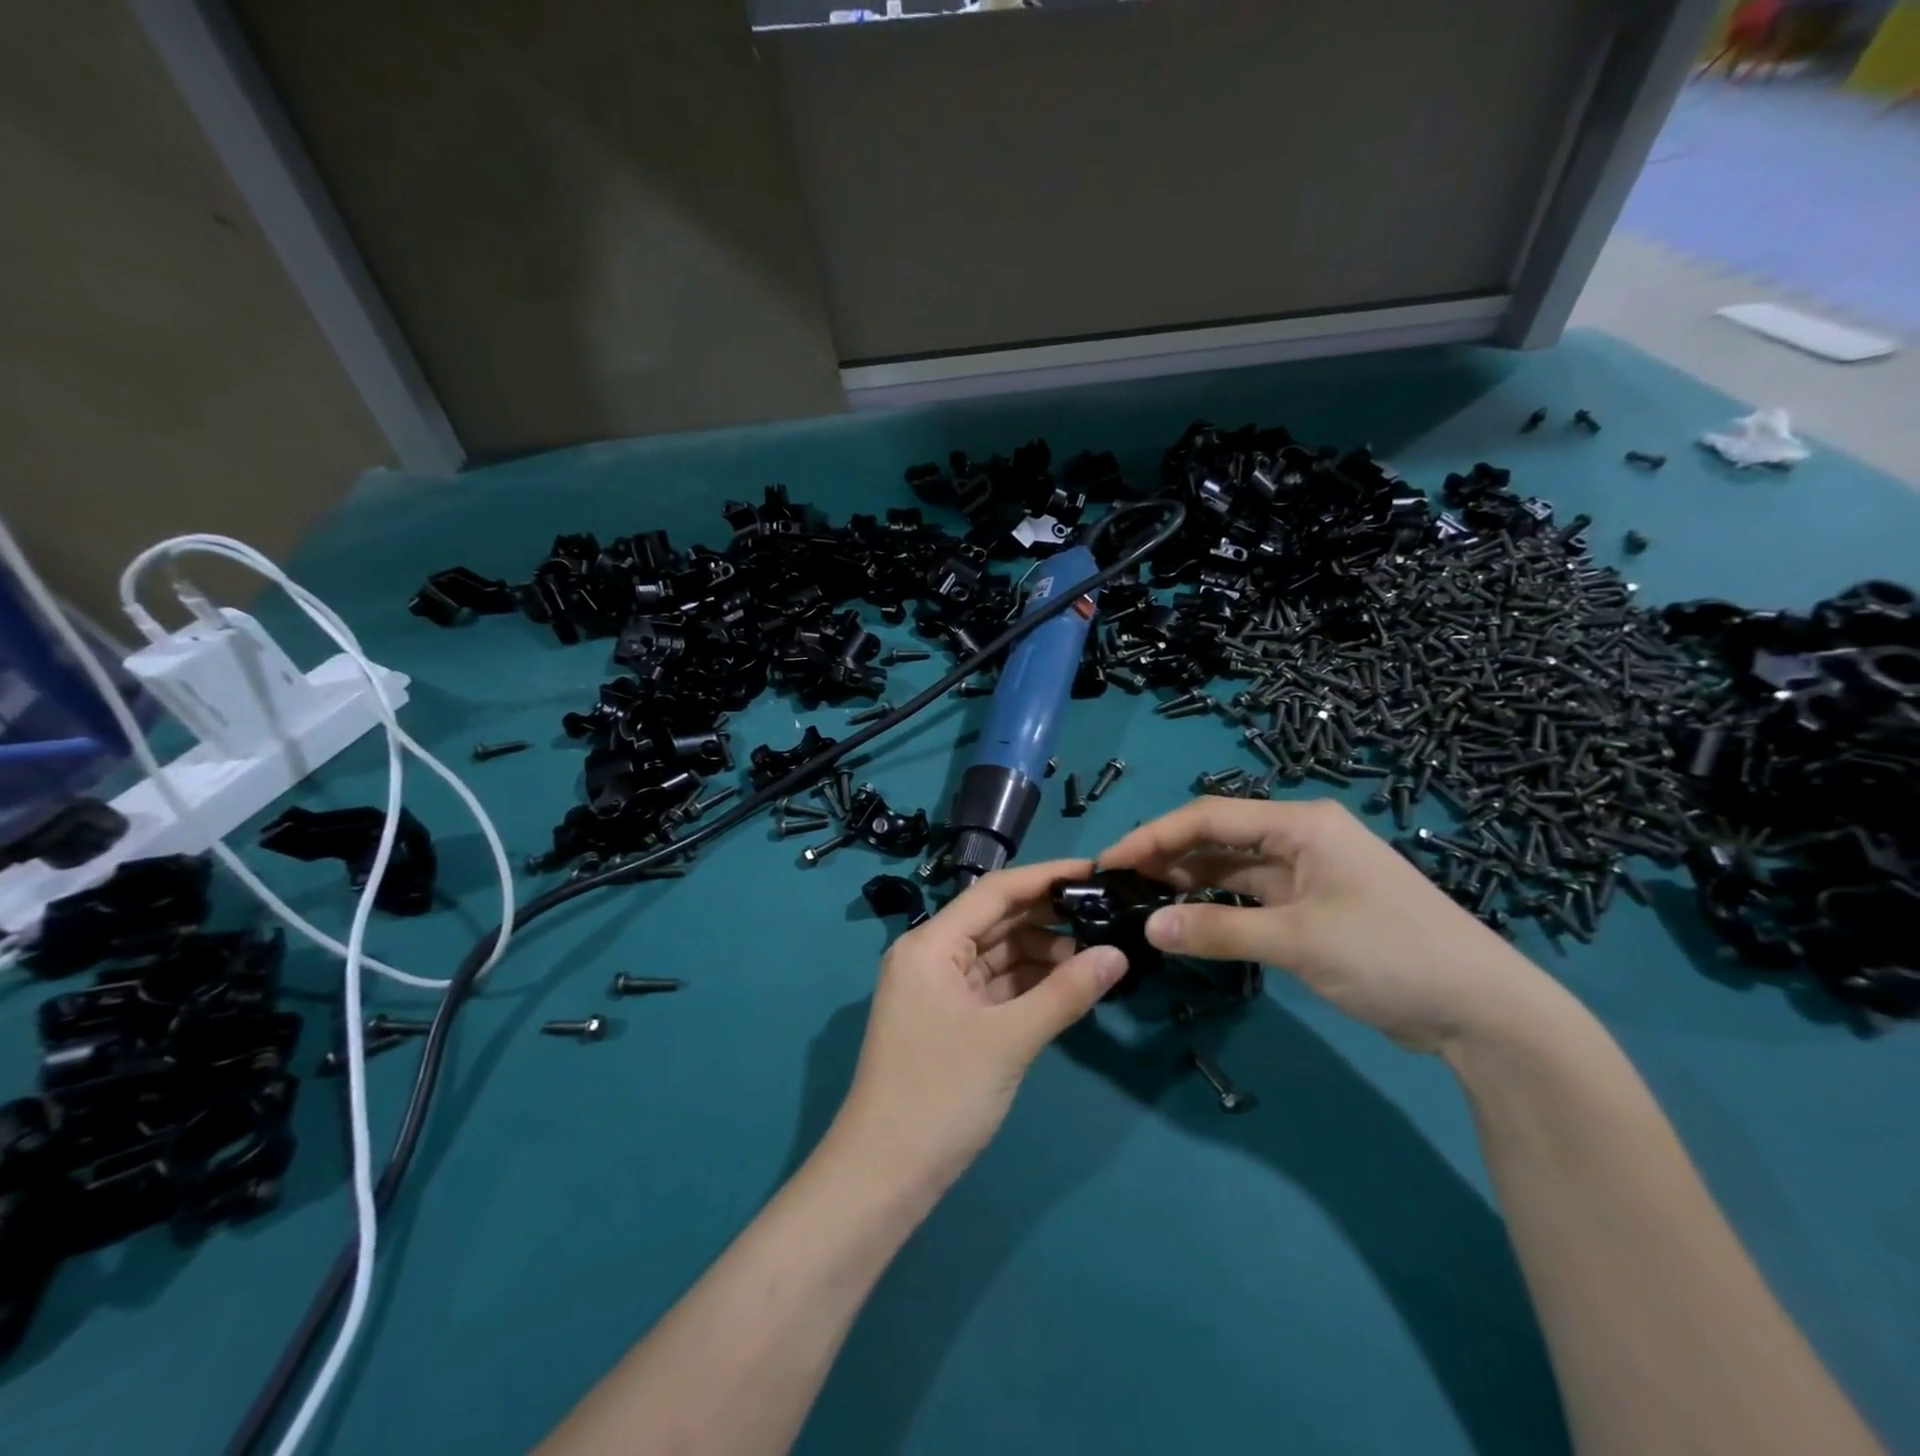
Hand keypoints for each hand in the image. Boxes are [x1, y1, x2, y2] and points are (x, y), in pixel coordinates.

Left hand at [832, 859, 1128, 1193]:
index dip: (1046, 877)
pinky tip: (1069, 984)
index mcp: (931, 944)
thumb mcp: (1009, 1040)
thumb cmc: (940, 1094)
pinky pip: (995, 987)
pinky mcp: (950, 1019)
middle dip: (1049, 917)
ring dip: (1043, 953)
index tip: (1095, 871)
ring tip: (1097, 953)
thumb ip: (1065, 993)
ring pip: (999, 955)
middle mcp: (931, 955)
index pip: (995, 892)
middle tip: (1107, 914)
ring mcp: (939, 989)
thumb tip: (1118, 954)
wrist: (884, 1175)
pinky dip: (1029, 984)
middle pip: (997, 921)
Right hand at [1099, 798, 1552, 1052]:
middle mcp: (1301, 838)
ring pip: (1233, 869)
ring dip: (1190, 882)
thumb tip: (1148, 929)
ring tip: (1141, 900)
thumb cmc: (1390, 955)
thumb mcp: (1298, 941)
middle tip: (1120, 883)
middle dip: (1168, 856)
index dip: (1155, 836)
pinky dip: (1218, 907)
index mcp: (1301, 824)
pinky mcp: (1314, 908)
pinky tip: (1187, 921)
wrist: (1483, 1011)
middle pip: (1219, 838)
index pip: (1210, 816)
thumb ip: (1218, 931)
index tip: (1111, 861)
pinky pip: (1252, 898)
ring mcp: (1309, 874)